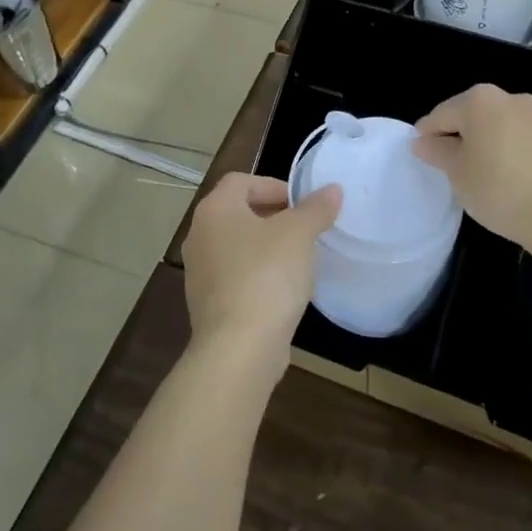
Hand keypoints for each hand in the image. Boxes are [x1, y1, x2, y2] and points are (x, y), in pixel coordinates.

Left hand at [181, 173, 340, 378]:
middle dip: (273, 217)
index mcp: (215, 210)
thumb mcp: (299, 234)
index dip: (273, 185)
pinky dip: (259, 275)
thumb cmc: (267, 276)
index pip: (241, 181)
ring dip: (267, 248)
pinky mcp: (208, 304)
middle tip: (305, 228)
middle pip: (238, 213)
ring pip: (238, 246)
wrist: (239, 348)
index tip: (302, 203)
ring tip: (299, 259)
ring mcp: (199, 273)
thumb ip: (316, 208)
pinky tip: (284, 290)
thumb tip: (332, 190)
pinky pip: (236, 277)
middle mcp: (199, 236)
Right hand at [414, 85, 531, 254]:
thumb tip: (424, 140)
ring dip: (503, 145)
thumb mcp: (458, 175)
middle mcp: (517, 100)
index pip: (443, 114)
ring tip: (501, 178)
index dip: (428, 133)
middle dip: (469, 136)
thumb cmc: (501, 190)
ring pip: (515, 129)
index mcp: (482, 102)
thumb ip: (438, 152)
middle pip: (481, 116)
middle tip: (461, 168)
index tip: (422, 152)